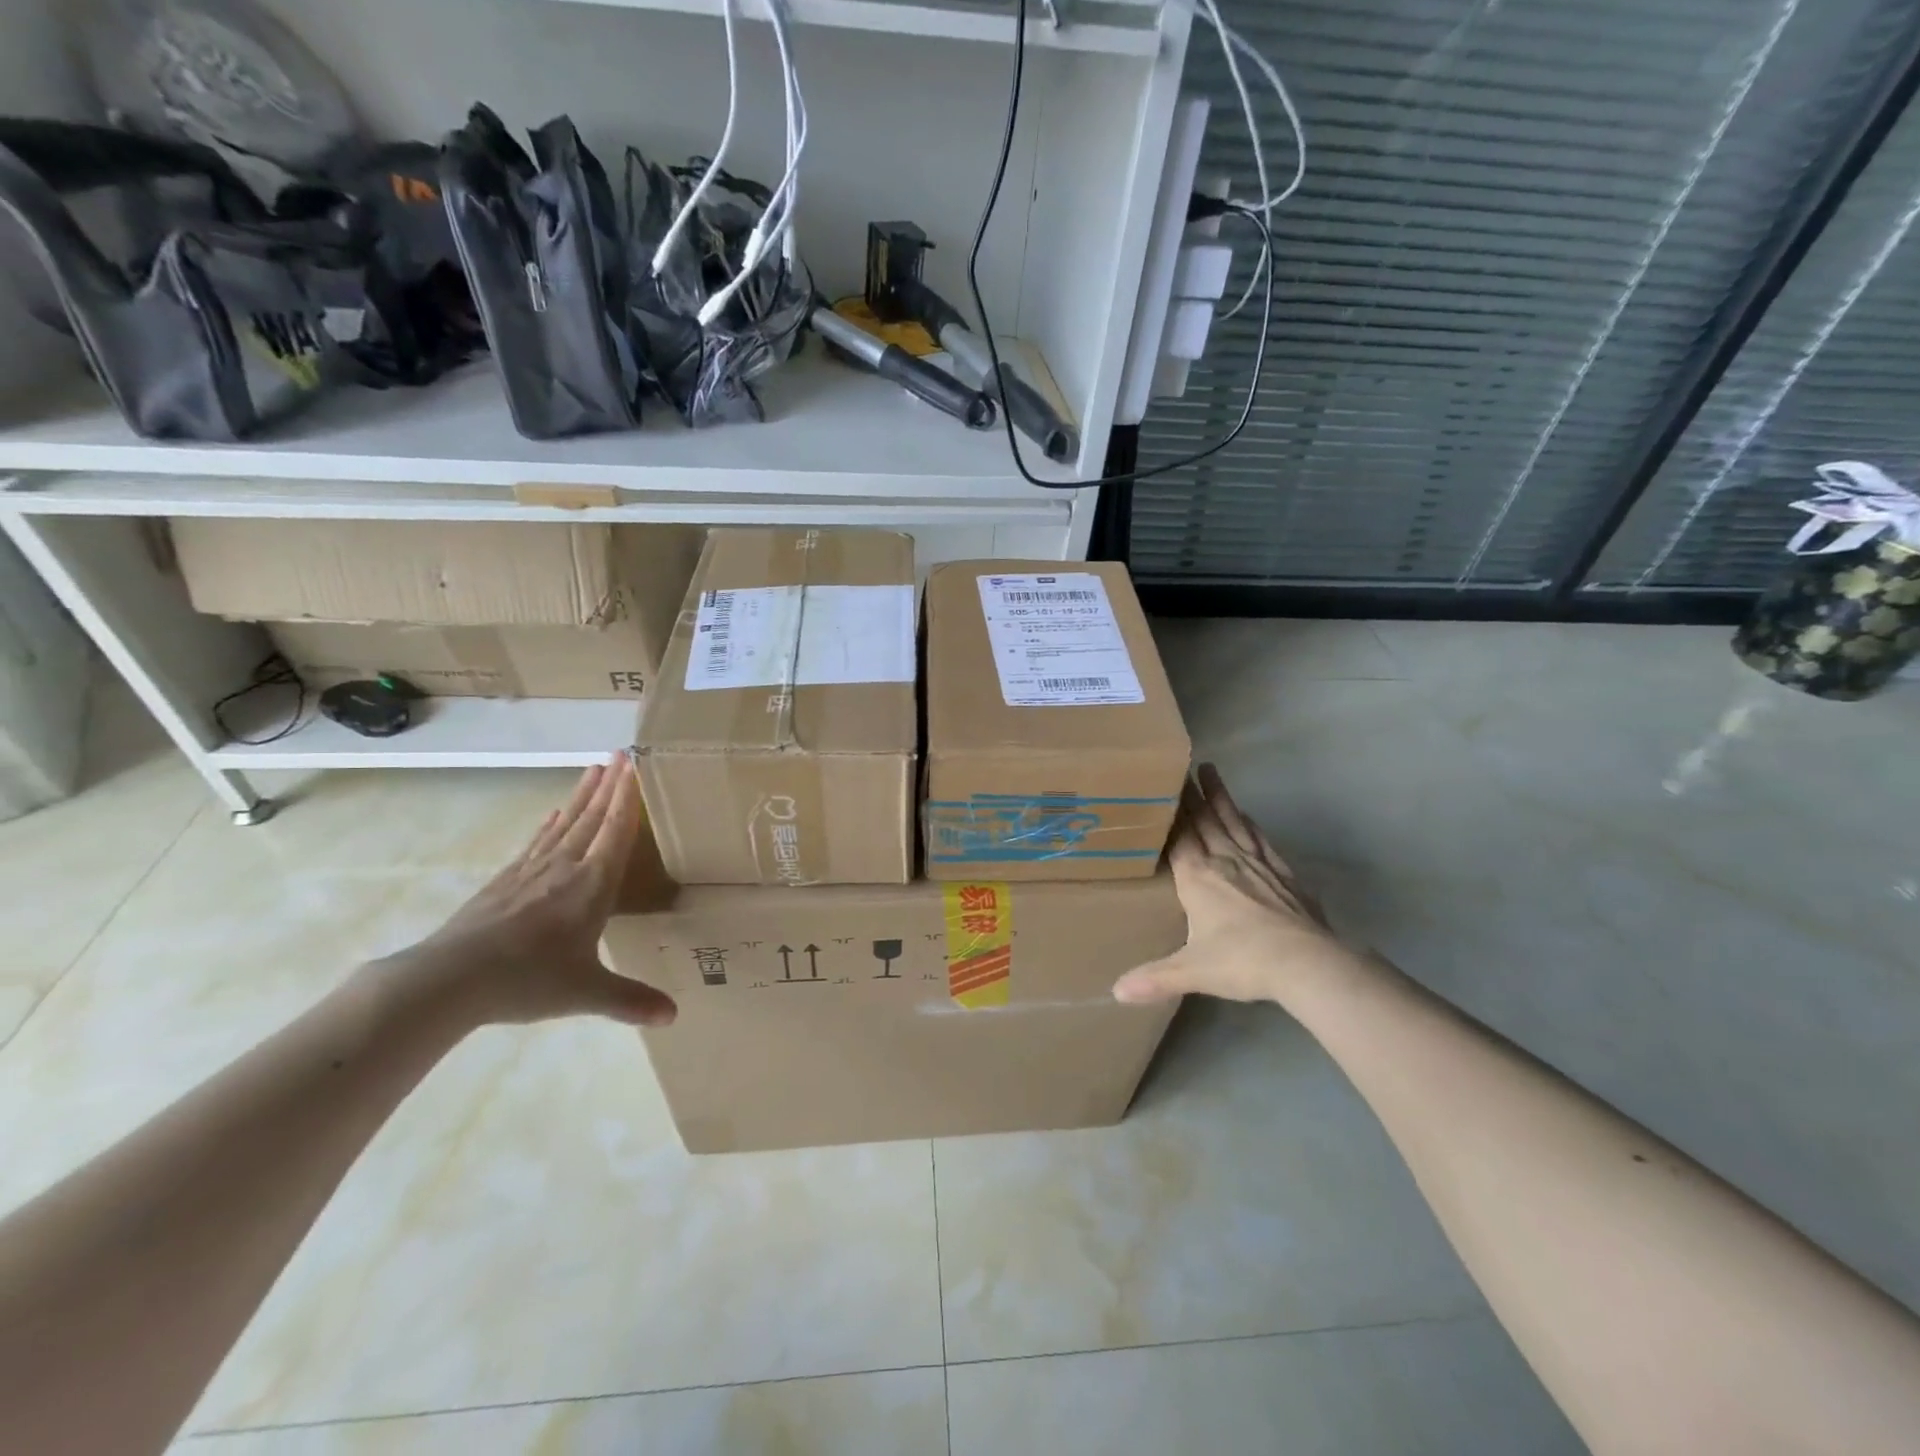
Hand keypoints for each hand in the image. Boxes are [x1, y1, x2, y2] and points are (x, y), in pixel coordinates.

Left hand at [383, 755, 676, 1029]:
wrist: (449, 980)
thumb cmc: (528, 980)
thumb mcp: (587, 992)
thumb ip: (631, 1000)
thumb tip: (674, 1016)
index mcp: (593, 885)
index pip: (617, 830)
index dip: (628, 797)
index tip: (636, 764)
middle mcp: (566, 868)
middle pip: (592, 817)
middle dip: (610, 786)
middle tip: (621, 754)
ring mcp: (532, 872)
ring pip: (565, 824)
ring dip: (582, 795)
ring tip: (594, 769)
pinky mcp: (505, 882)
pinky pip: (537, 842)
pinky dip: (550, 824)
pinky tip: (553, 814)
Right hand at [1114, 764, 1356, 1005]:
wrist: (1306, 963)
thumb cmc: (1243, 961)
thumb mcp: (1192, 971)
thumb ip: (1154, 979)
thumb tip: (1115, 992)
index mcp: (1198, 877)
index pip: (1179, 835)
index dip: (1170, 811)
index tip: (1162, 784)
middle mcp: (1225, 861)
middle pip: (1204, 821)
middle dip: (1191, 795)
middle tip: (1183, 767)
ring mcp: (1257, 864)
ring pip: (1233, 822)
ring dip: (1220, 797)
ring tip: (1212, 772)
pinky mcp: (1284, 874)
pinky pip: (1261, 840)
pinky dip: (1250, 823)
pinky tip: (1247, 816)